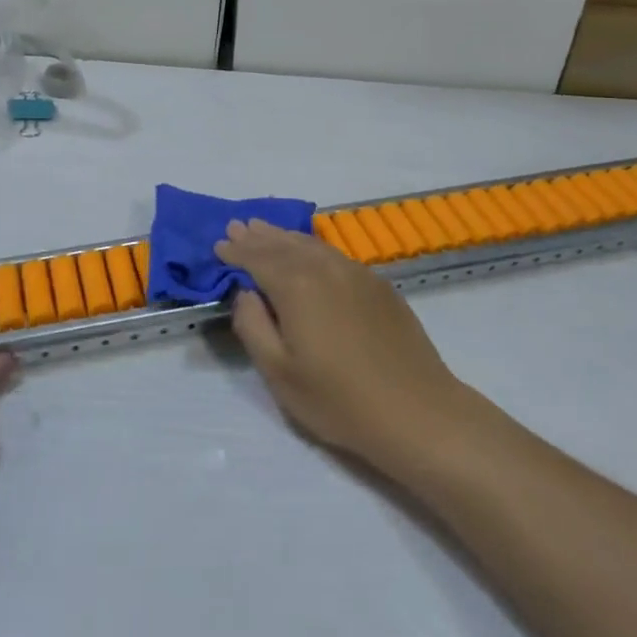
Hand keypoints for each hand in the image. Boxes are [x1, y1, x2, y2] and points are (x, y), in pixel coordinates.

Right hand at [215, 220, 467, 478]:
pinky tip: (309, 251)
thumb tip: (246, 293)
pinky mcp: (378, 285)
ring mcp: (356, 273)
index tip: (219, 244)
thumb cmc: (339, 400)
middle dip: (258, 236)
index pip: (257, 259)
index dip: (236, 251)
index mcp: (296, 286)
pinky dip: (312, 246)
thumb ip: (252, 326)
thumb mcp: (279, 373)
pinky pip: (334, 254)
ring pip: (311, 245)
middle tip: (238, 225)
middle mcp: (325, 268)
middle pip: (284, 245)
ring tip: (266, 230)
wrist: (416, 411)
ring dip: (284, 236)